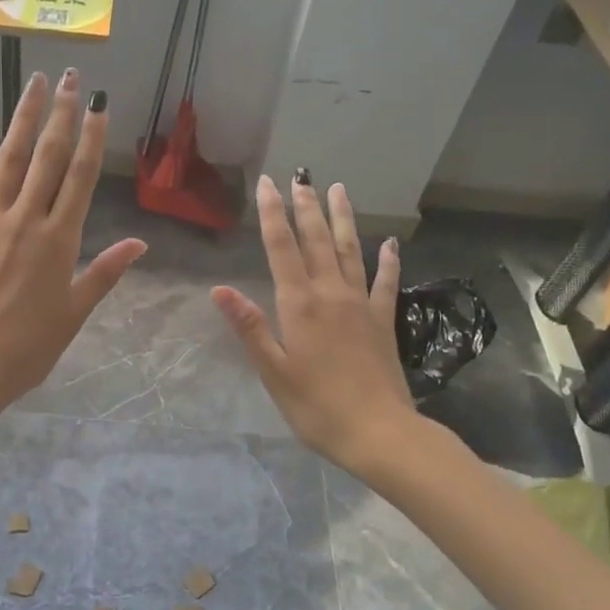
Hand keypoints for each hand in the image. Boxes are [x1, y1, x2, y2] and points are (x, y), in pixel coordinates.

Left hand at [0, 70, 145, 422]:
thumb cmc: (27, 347)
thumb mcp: (74, 313)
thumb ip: (104, 273)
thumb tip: (140, 244)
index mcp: (60, 240)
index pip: (82, 177)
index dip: (93, 137)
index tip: (100, 104)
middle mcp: (26, 220)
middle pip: (48, 158)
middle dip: (62, 115)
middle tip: (70, 78)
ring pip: (8, 161)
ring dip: (23, 121)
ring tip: (34, 85)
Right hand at [212, 173, 412, 470]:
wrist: (379, 432)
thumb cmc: (316, 406)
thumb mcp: (273, 370)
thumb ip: (249, 327)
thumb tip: (220, 289)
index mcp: (300, 305)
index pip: (281, 249)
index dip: (272, 215)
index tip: (267, 184)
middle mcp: (331, 294)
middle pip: (317, 241)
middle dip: (306, 207)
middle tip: (300, 177)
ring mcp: (361, 305)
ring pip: (350, 251)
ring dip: (342, 219)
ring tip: (338, 190)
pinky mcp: (383, 321)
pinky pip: (386, 283)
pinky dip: (388, 260)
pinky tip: (390, 243)